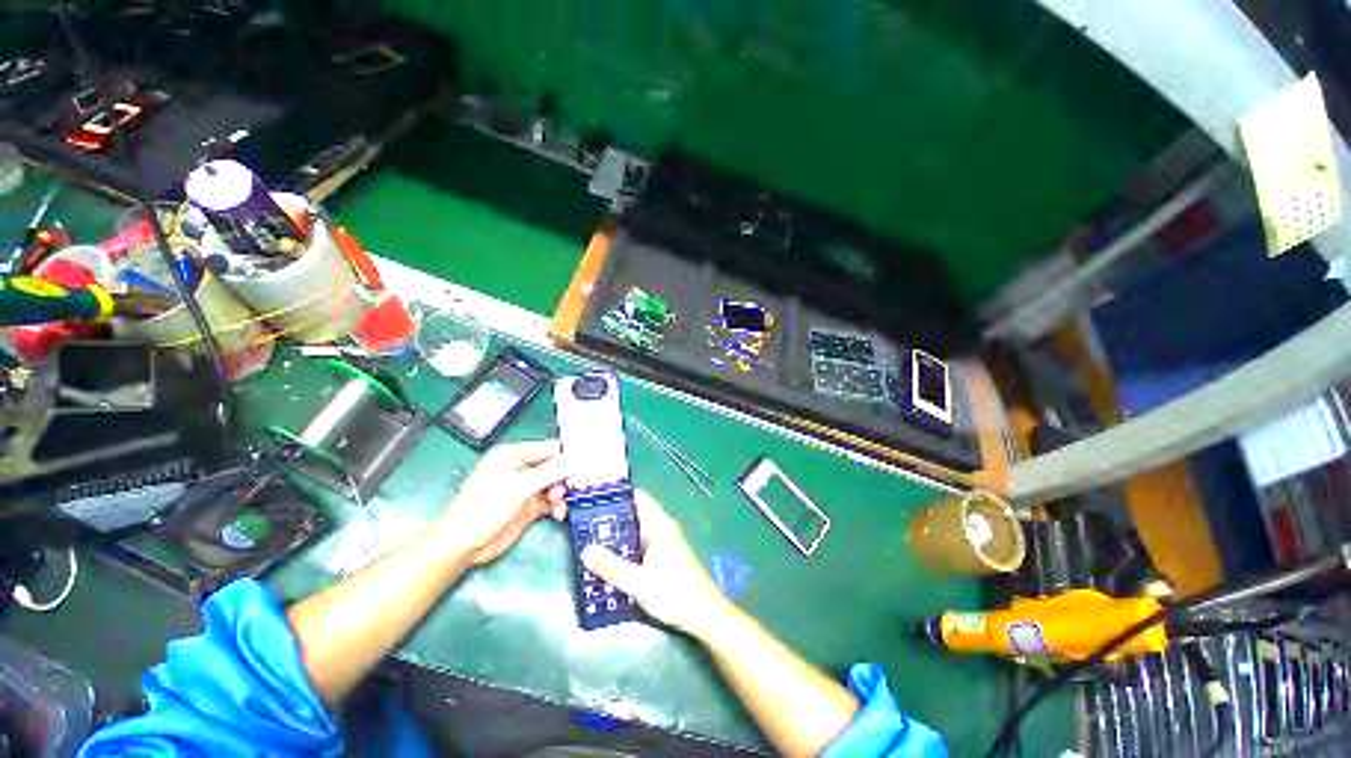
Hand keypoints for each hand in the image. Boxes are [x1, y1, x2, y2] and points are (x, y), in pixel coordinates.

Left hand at [435, 439, 568, 565]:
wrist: (463, 546)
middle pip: (554, 466)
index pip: (547, 449)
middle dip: (564, 477)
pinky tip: (558, 513)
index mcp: (512, 456)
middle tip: (570, 488)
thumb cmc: (483, 510)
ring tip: (558, 504)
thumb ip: (548, 473)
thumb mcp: (518, 488)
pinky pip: (550, 500)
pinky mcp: (529, 505)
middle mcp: (520, 468)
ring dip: (561, 493)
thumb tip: (573, 461)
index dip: (565, 456)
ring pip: (554, 484)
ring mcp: (525, 487)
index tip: (582, 466)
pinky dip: (557, 505)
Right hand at [581, 490, 730, 637]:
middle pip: (635, 514)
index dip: (619, 495)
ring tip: (592, 542)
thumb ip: (612, 567)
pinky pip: (641, 544)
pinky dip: (626, 548)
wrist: (703, 614)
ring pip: (637, 531)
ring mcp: (665, 542)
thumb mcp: (638, 583)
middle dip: (613, 518)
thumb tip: (586, 551)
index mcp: (659, 525)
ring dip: (618, 535)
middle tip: (585, 524)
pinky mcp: (665, 556)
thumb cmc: (674, 593)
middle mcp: (662, 528)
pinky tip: (611, 561)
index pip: (639, 498)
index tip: (595, 498)